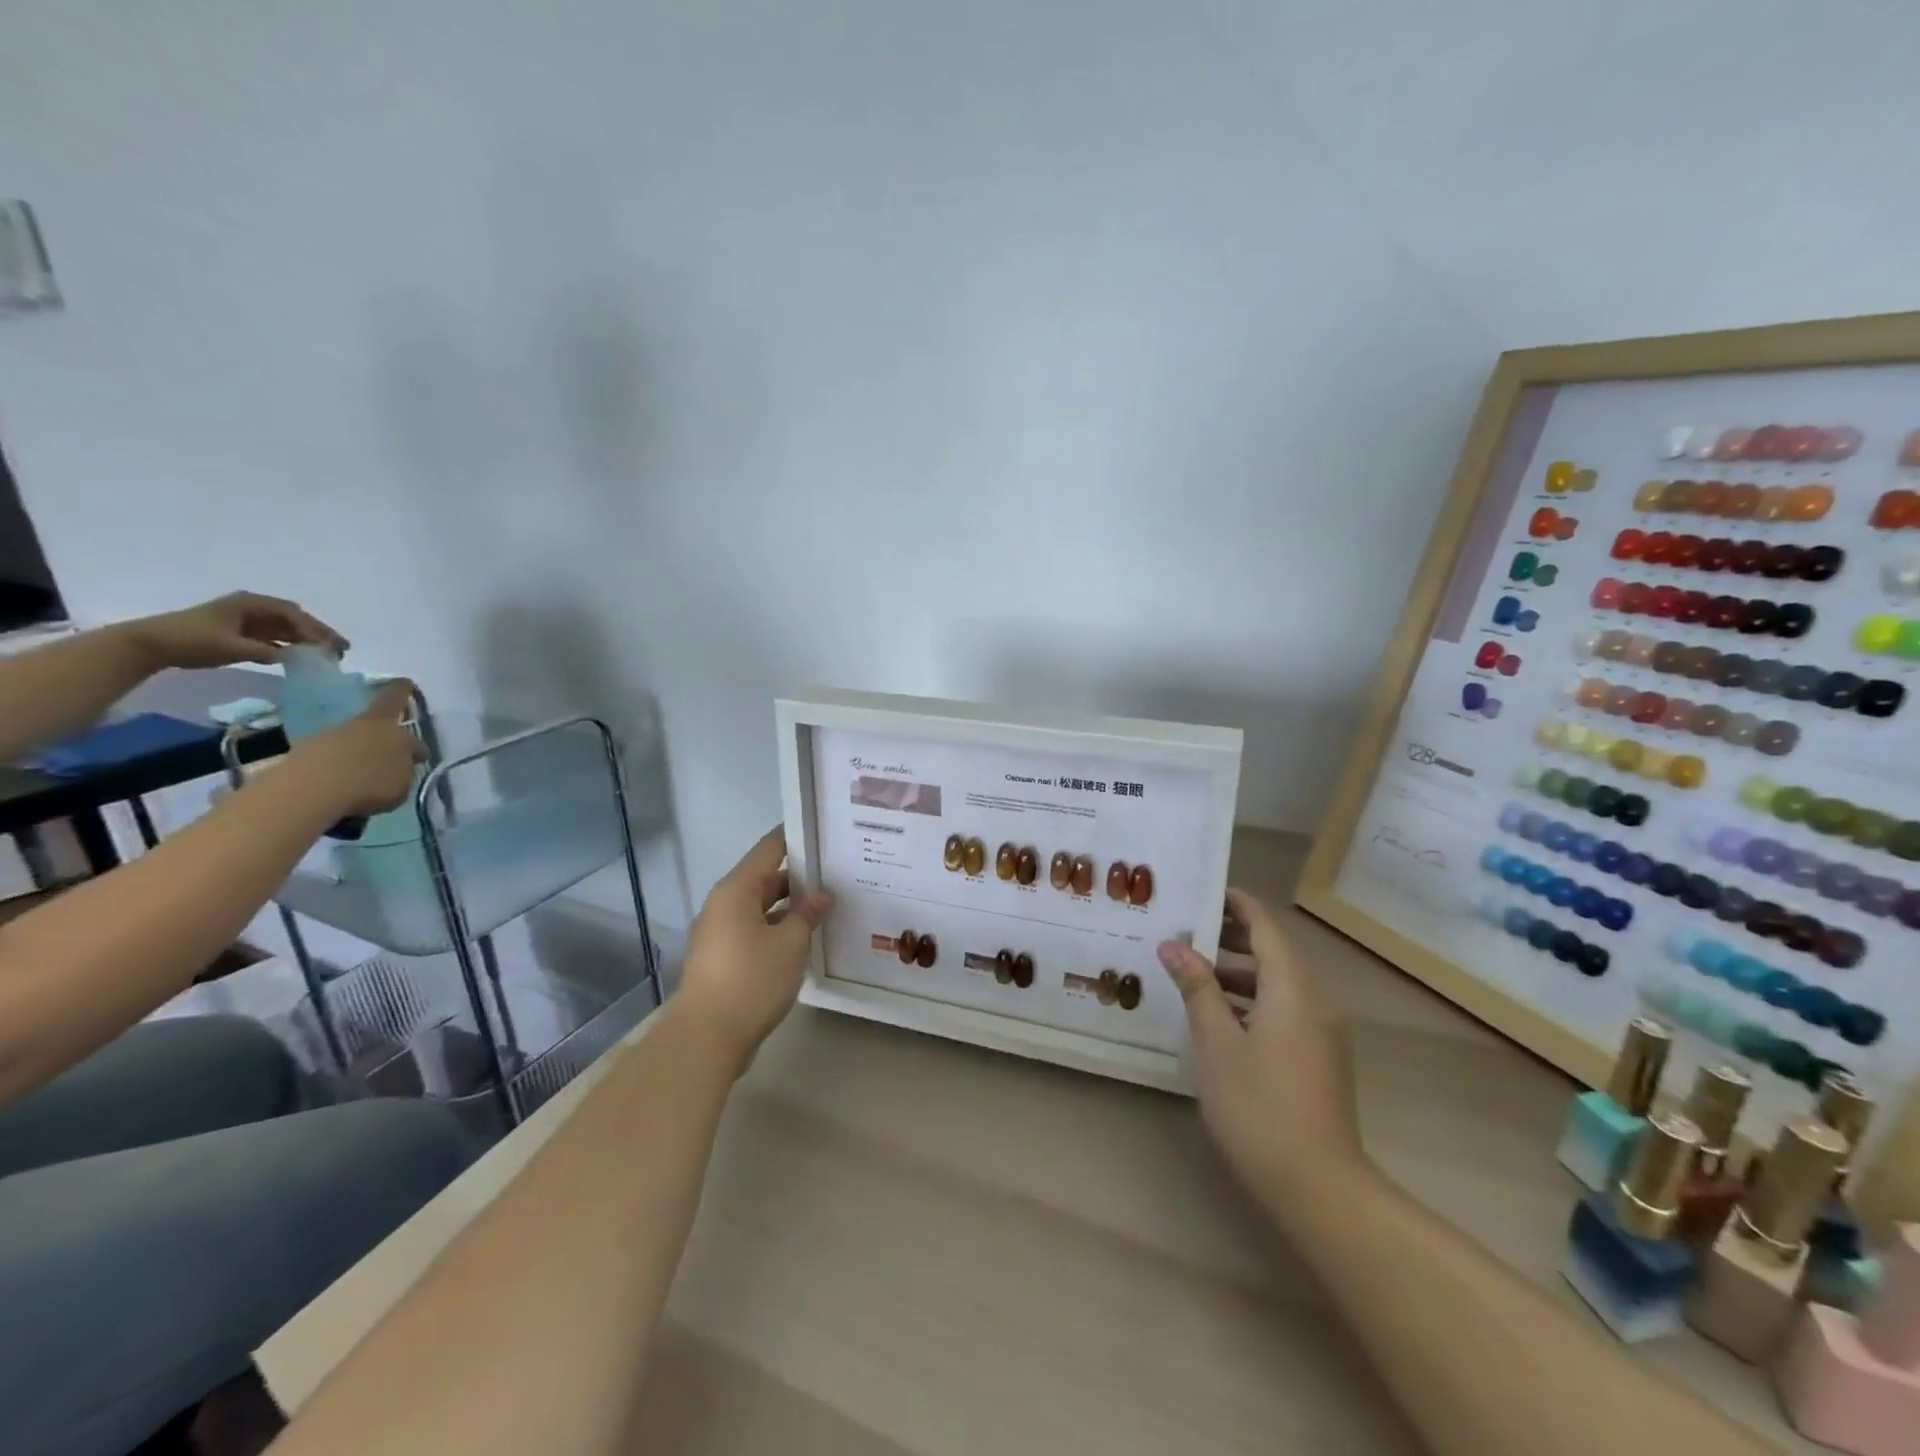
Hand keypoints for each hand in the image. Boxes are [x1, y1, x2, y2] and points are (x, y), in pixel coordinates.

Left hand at [125, 592, 348, 669]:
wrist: (149, 645)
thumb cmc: (191, 640)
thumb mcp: (233, 647)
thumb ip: (269, 651)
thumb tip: (301, 658)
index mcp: (251, 604)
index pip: (293, 614)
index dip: (316, 630)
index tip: (333, 646)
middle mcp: (252, 608)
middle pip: (294, 619)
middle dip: (318, 634)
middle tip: (341, 650)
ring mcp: (246, 620)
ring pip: (286, 628)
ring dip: (306, 641)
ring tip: (326, 656)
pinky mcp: (240, 633)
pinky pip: (273, 637)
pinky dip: (289, 646)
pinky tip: (300, 658)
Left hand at [280, 680, 421, 817]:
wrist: (310, 792)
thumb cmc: (371, 782)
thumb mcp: (404, 777)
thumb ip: (406, 763)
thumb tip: (404, 758)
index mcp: (386, 723)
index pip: (396, 698)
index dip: (403, 691)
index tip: (406, 683)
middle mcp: (357, 724)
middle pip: (372, 719)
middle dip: (383, 727)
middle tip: (392, 738)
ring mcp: (326, 738)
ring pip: (351, 738)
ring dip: (360, 749)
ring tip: (369, 768)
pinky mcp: (302, 757)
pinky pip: (330, 756)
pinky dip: (339, 765)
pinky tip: (345, 780)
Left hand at [675, 828, 831, 1067]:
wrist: (707, 1038)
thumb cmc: (751, 979)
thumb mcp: (790, 943)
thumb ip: (807, 913)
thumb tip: (821, 894)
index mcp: (736, 889)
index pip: (770, 848)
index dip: (796, 838)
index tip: (825, 835)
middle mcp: (723, 904)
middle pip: (765, 878)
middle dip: (799, 877)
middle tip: (837, 875)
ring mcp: (719, 932)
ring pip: (760, 907)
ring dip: (789, 907)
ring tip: (826, 907)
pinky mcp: (721, 958)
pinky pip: (753, 930)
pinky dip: (776, 929)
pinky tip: (803, 939)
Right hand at [1158, 889, 1364, 1201]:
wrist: (1319, 1187)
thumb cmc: (1258, 1105)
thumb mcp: (1216, 1041)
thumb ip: (1197, 987)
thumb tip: (1174, 945)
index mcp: (1292, 988)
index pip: (1265, 927)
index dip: (1236, 905)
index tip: (1203, 893)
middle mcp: (1315, 1000)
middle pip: (1273, 952)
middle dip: (1231, 938)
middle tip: (1185, 932)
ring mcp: (1322, 1032)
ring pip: (1278, 984)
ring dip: (1238, 973)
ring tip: (1192, 973)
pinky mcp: (1320, 1058)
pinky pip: (1284, 1009)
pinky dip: (1252, 1001)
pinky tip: (1218, 1017)